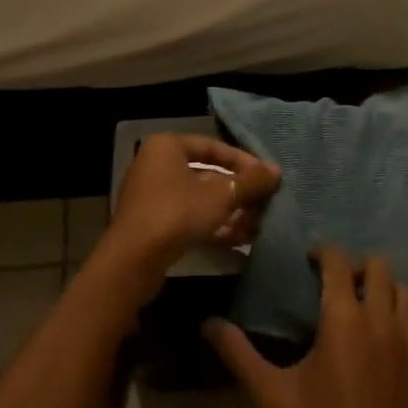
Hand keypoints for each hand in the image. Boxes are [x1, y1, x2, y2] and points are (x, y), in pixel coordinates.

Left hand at [105, 134, 279, 291]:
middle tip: (263, 205)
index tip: (266, 177)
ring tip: (256, 227)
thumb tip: (275, 170)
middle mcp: (156, 165)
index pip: (213, 147)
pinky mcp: (152, 224)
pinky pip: (188, 218)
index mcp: (167, 146)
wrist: (132, 261)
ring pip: (199, 199)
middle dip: (237, 193)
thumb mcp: (221, 196)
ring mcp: (152, 196)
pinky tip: (239, 241)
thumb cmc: (177, 213)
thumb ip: (250, 182)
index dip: (243, 162)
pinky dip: (212, 226)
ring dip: (229, 213)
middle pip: (207, 175)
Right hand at [206, 247, 407, 407]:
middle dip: (356, 265)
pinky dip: (400, 312)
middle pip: (378, 266)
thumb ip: (239, 354)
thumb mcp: (272, 396)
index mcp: (344, 319)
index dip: (324, 252)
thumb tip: (208, 323)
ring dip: (382, 287)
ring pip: (403, 290)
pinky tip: (383, 335)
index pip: (339, 262)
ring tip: (361, 304)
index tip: (309, 259)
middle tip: (335, 282)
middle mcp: (381, 320)